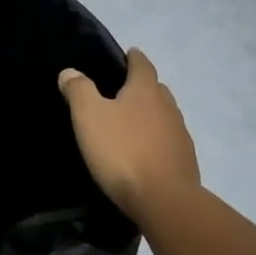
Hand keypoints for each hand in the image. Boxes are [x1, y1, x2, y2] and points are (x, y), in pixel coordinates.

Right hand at [58, 48, 199, 221]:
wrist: (165, 200)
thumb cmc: (123, 151)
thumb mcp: (89, 117)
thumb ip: (79, 90)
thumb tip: (70, 71)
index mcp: (146, 90)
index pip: (142, 65)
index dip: (134, 58)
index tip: (129, 54)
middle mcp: (168, 107)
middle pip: (156, 89)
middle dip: (142, 86)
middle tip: (123, 91)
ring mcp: (180, 135)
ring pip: (164, 115)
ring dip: (151, 115)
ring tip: (132, 123)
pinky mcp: (185, 161)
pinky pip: (168, 141)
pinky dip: (157, 140)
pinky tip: (145, 152)